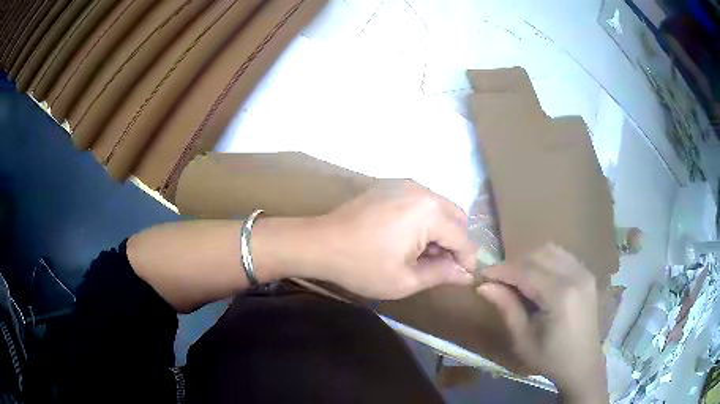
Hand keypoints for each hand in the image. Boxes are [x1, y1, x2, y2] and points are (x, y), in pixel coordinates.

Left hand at [293, 180, 477, 299]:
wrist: (320, 243)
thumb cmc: (362, 266)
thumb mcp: (405, 280)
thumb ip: (442, 274)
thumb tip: (467, 274)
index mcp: (430, 213)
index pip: (463, 238)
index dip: (466, 260)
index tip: (462, 278)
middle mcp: (423, 191)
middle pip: (456, 218)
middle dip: (455, 243)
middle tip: (440, 266)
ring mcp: (406, 184)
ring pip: (441, 208)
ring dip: (441, 231)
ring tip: (423, 255)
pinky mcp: (392, 185)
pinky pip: (422, 201)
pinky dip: (425, 219)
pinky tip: (408, 238)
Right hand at [476, 244, 607, 402]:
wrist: (583, 364)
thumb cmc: (550, 358)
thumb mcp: (523, 340)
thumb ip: (507, 308)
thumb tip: (484, 286)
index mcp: (560, 296)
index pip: (526, 271)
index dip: (502, 270)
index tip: (483, 275)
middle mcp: (575, 276)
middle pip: (538, 255)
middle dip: (515, 264)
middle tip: (499, 281)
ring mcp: (584, 273)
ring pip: (551, 250)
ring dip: (530, 260)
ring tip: (518, 279)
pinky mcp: (588, 274)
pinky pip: (563, 256)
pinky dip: (546, 261)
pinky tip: (538, 278)